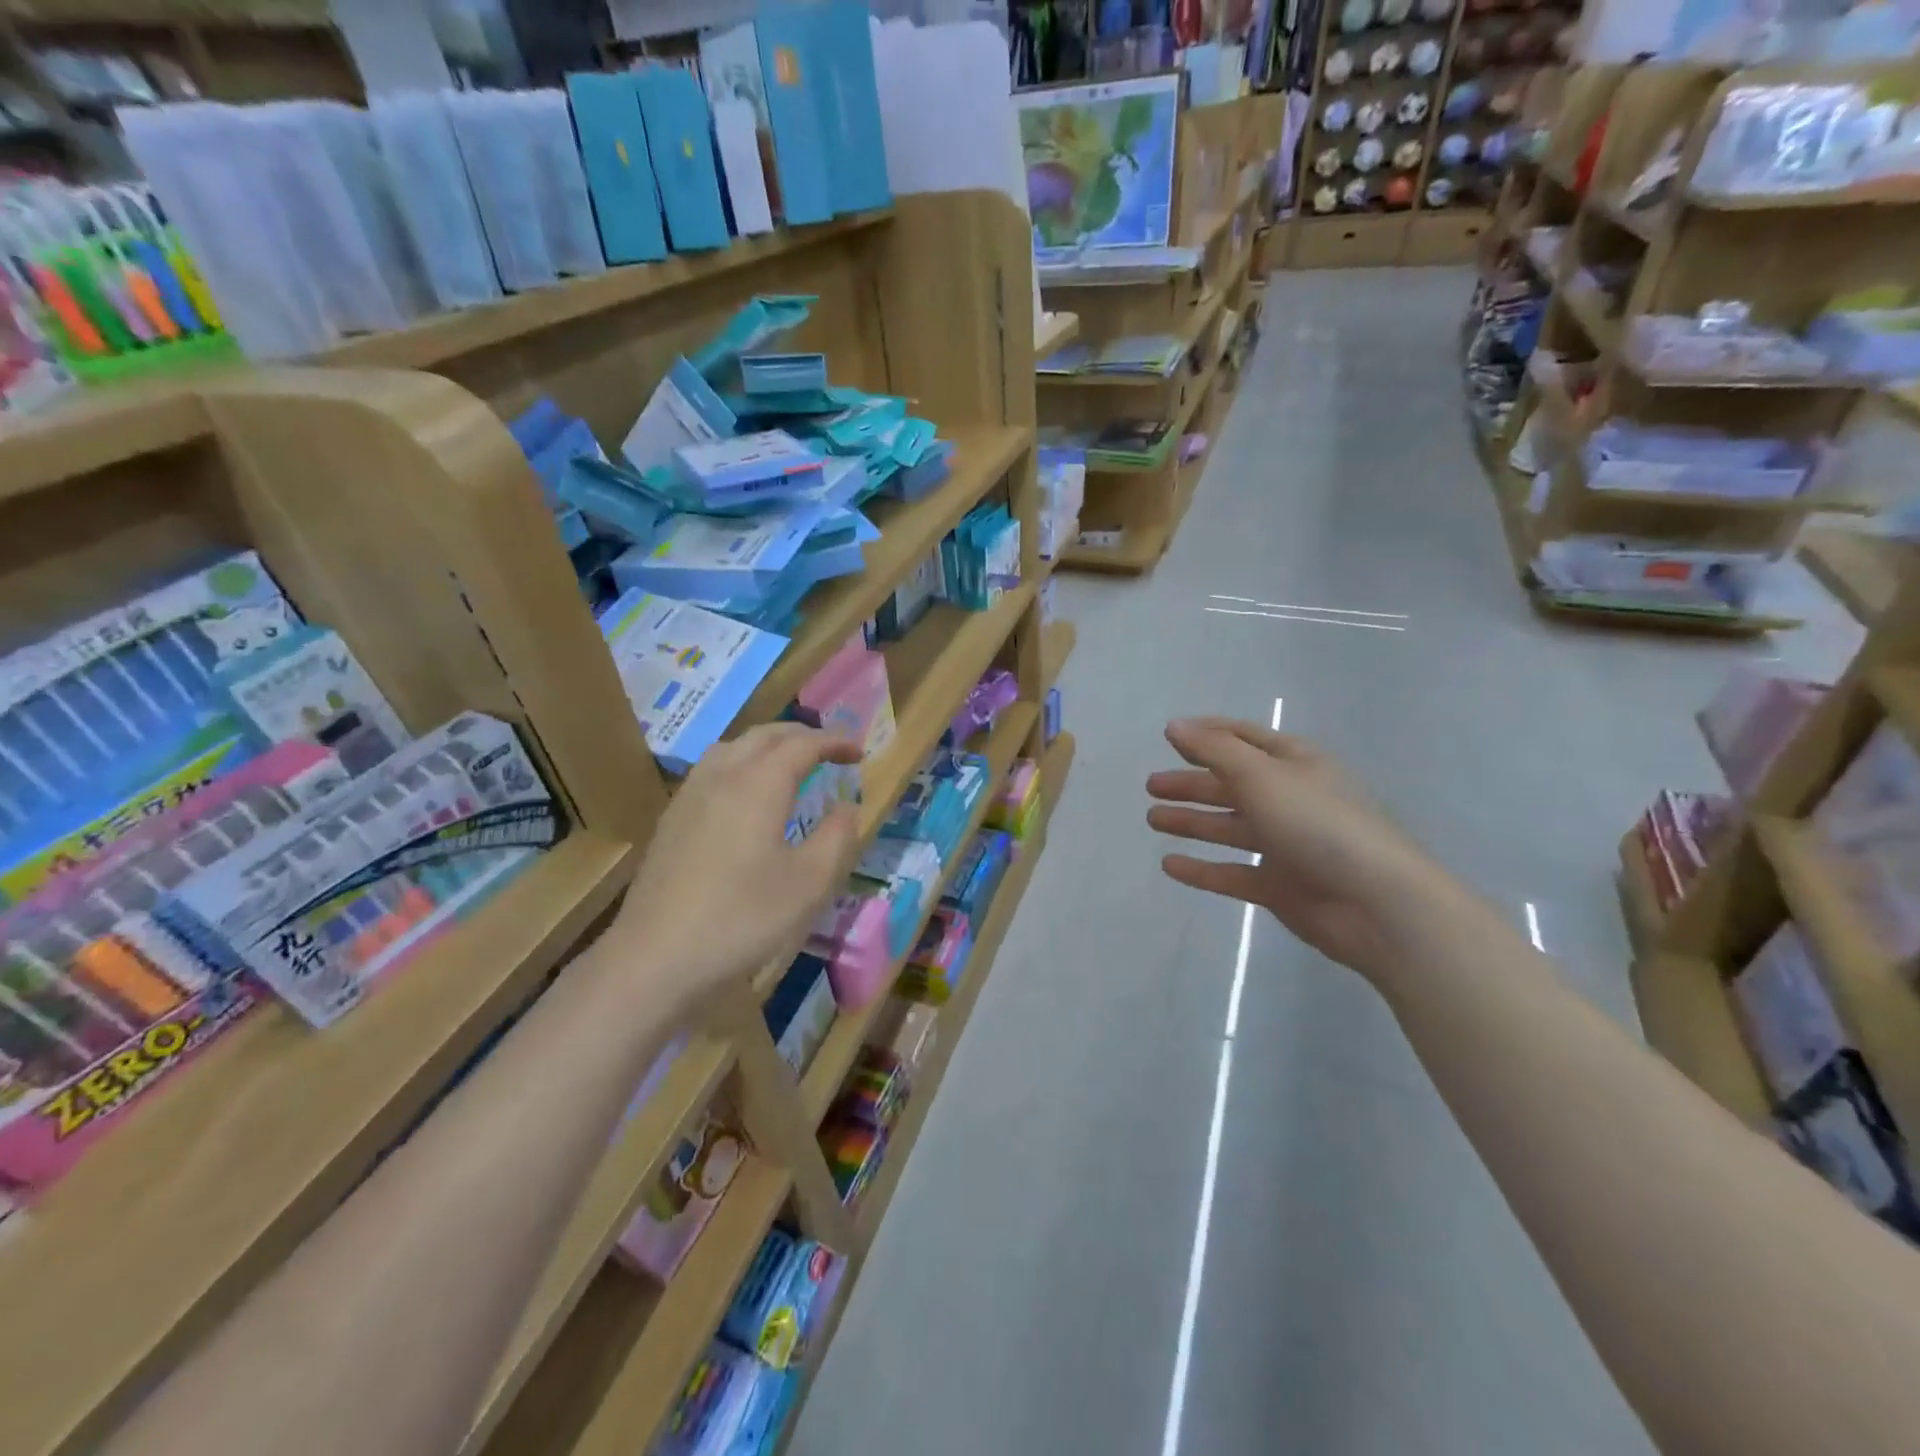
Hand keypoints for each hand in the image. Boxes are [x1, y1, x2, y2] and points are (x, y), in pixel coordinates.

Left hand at [609, 723, 862, 1006]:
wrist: (655, 958)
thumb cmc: (743, 918)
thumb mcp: (809, 883)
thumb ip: (836, 837)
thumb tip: (846, 807)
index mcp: (759, 784)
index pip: (803, 745)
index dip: (834, 742)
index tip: (859, 751)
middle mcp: (722, 776)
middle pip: (765, 736)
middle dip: (802, 736)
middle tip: (830, 751)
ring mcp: (690, 797)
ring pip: (732, 748)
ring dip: (768, 746)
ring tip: (789, 764)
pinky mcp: (671, 821)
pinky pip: (712, 770)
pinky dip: (741, 764)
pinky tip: (744, 797)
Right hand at [1145, 718, 1448, 983]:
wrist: (1375, 904)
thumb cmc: (1317, 824)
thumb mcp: (1262, 776)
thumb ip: (1214, 750)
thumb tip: (1175, 725)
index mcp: (1296, 764)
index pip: (1246, 739)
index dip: (1209, 734)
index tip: (1170, 735)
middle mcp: (1290, 799)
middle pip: (1232, 785)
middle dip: (1192, 783)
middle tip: (1151, 785)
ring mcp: (1286, 845)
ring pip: (1229, 828)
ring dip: (1192, 822)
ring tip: (1153, 819)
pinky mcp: (1280, 886)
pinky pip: (1232, 873)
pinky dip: (1202, 869)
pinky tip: (1170, 865)